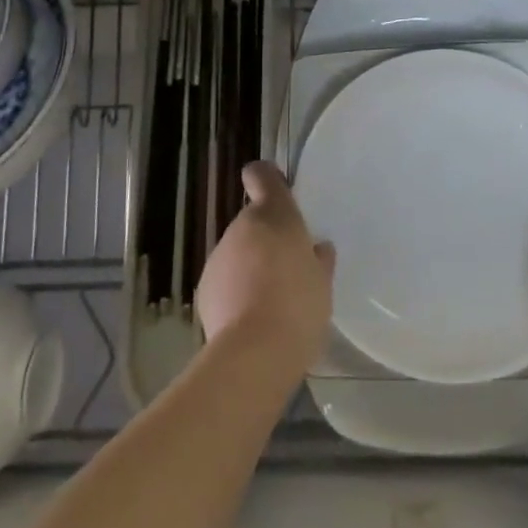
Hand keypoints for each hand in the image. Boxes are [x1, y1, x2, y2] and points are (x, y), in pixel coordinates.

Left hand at [196, 161, 335, 381]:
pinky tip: (251, 318)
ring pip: (237, 252)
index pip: (261, 175)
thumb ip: (319, 260)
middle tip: (287, 266)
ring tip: (270, 299)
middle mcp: (242, 227)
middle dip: (266, 239)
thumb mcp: (322, 282)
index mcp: (274, 215)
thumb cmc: (299, 306)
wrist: (254, 352)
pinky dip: (235, 290)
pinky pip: (225, 280)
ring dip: (250, 265)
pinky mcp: (204, 288)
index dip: (266, 180)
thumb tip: (317, 249)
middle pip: (253, 222)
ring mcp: (219, 256)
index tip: (277, 194)